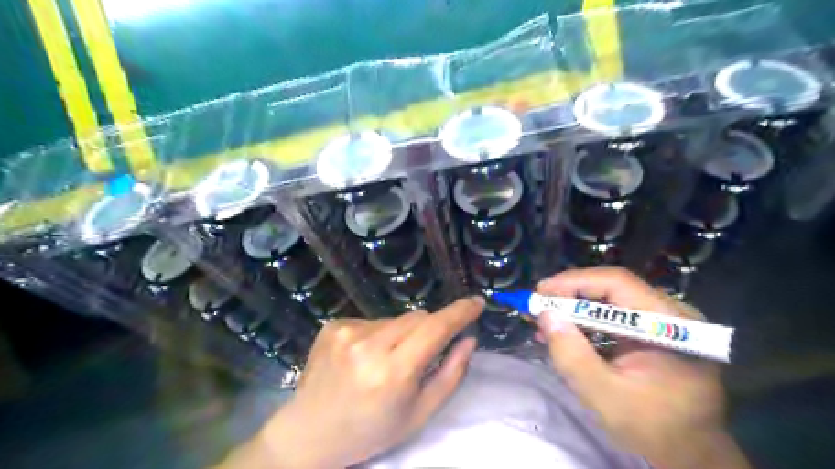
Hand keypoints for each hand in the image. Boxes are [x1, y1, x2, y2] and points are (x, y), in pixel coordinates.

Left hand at [258, 299, 486, 467]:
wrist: (311, 432)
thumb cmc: (372, 429)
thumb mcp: (420, 413)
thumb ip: (451, 374)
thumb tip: (469, 339)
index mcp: (393, 372)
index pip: (435, 328)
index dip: (460, 312)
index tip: (477, 302)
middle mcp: (368, 345)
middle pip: (417, 318)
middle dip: (429, 330)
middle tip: (421, 355)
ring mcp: (346, 332)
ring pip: (395, 318)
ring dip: (401, 334)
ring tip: (385, 362)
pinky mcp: (333, 325)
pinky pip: (372, 320)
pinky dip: (378, 334)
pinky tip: (364, 357)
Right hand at [536, 267, 749, 467]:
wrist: (690, 456)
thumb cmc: (653, 429)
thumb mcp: (605, 397)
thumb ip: (573, 356)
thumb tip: (545, 314)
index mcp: (671, 324)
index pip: (618, 283)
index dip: (575, 282)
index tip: (540, 292)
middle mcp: (671, 313)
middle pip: (612, 289)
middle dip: (570, 295)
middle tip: (537, 305)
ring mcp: (663, 322)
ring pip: (610, 301)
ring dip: (574, 308)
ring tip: (544, 320)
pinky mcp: (653, 333)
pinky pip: (614, 316)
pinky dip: (585, 322)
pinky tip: (564, 332)